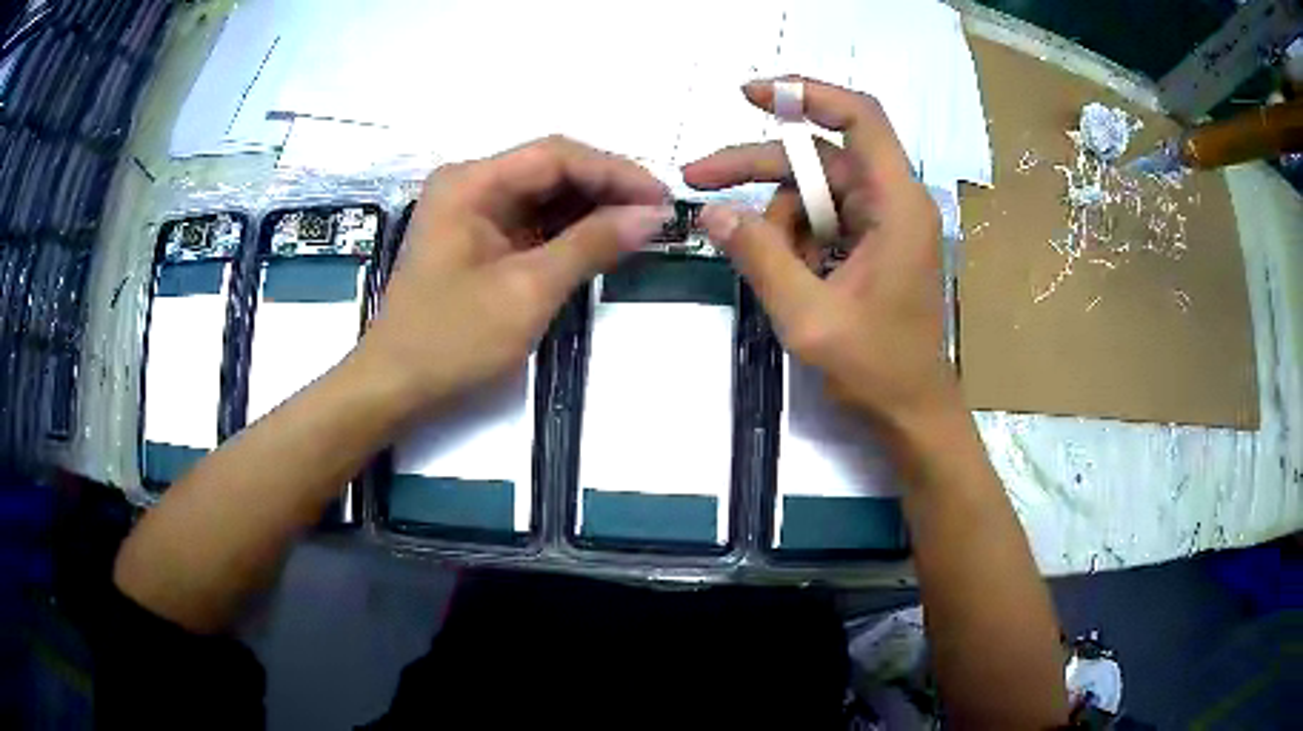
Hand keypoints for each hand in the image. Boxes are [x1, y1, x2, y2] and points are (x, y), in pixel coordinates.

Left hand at [357, 136, 669, 419]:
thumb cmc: (452, 339)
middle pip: (551, 170)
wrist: (396, 387)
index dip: (615, 172)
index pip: (556, 156)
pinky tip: (604, 242)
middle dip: (607, 190)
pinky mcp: (478, 240)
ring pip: (545, 196)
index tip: (662, 199)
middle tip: (658, 217)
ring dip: (593, 210)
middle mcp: (470, 185)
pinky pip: (533, 223)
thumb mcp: (527, 291)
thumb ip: (590, 245)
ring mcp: (472, 212)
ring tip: (641, 229)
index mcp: (471, 183)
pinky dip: (570, 232)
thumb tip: (652, 216)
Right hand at [683, 77, 958, 432]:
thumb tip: (711, 214)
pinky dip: (793, 241)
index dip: (807, 93)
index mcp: (896, 205)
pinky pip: (820, 221)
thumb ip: (760, 257)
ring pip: (812, 193)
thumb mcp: (808, 316)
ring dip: (777, 223)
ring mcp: (883, 223)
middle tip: (698, 180)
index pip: (860, 118)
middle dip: (757, 169)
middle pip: (817, 158)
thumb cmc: (875, 369)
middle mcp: (893, 202)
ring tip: (769, 273)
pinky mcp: (872, 244)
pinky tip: (790, 279)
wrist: (911, 412)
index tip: (752, 94)